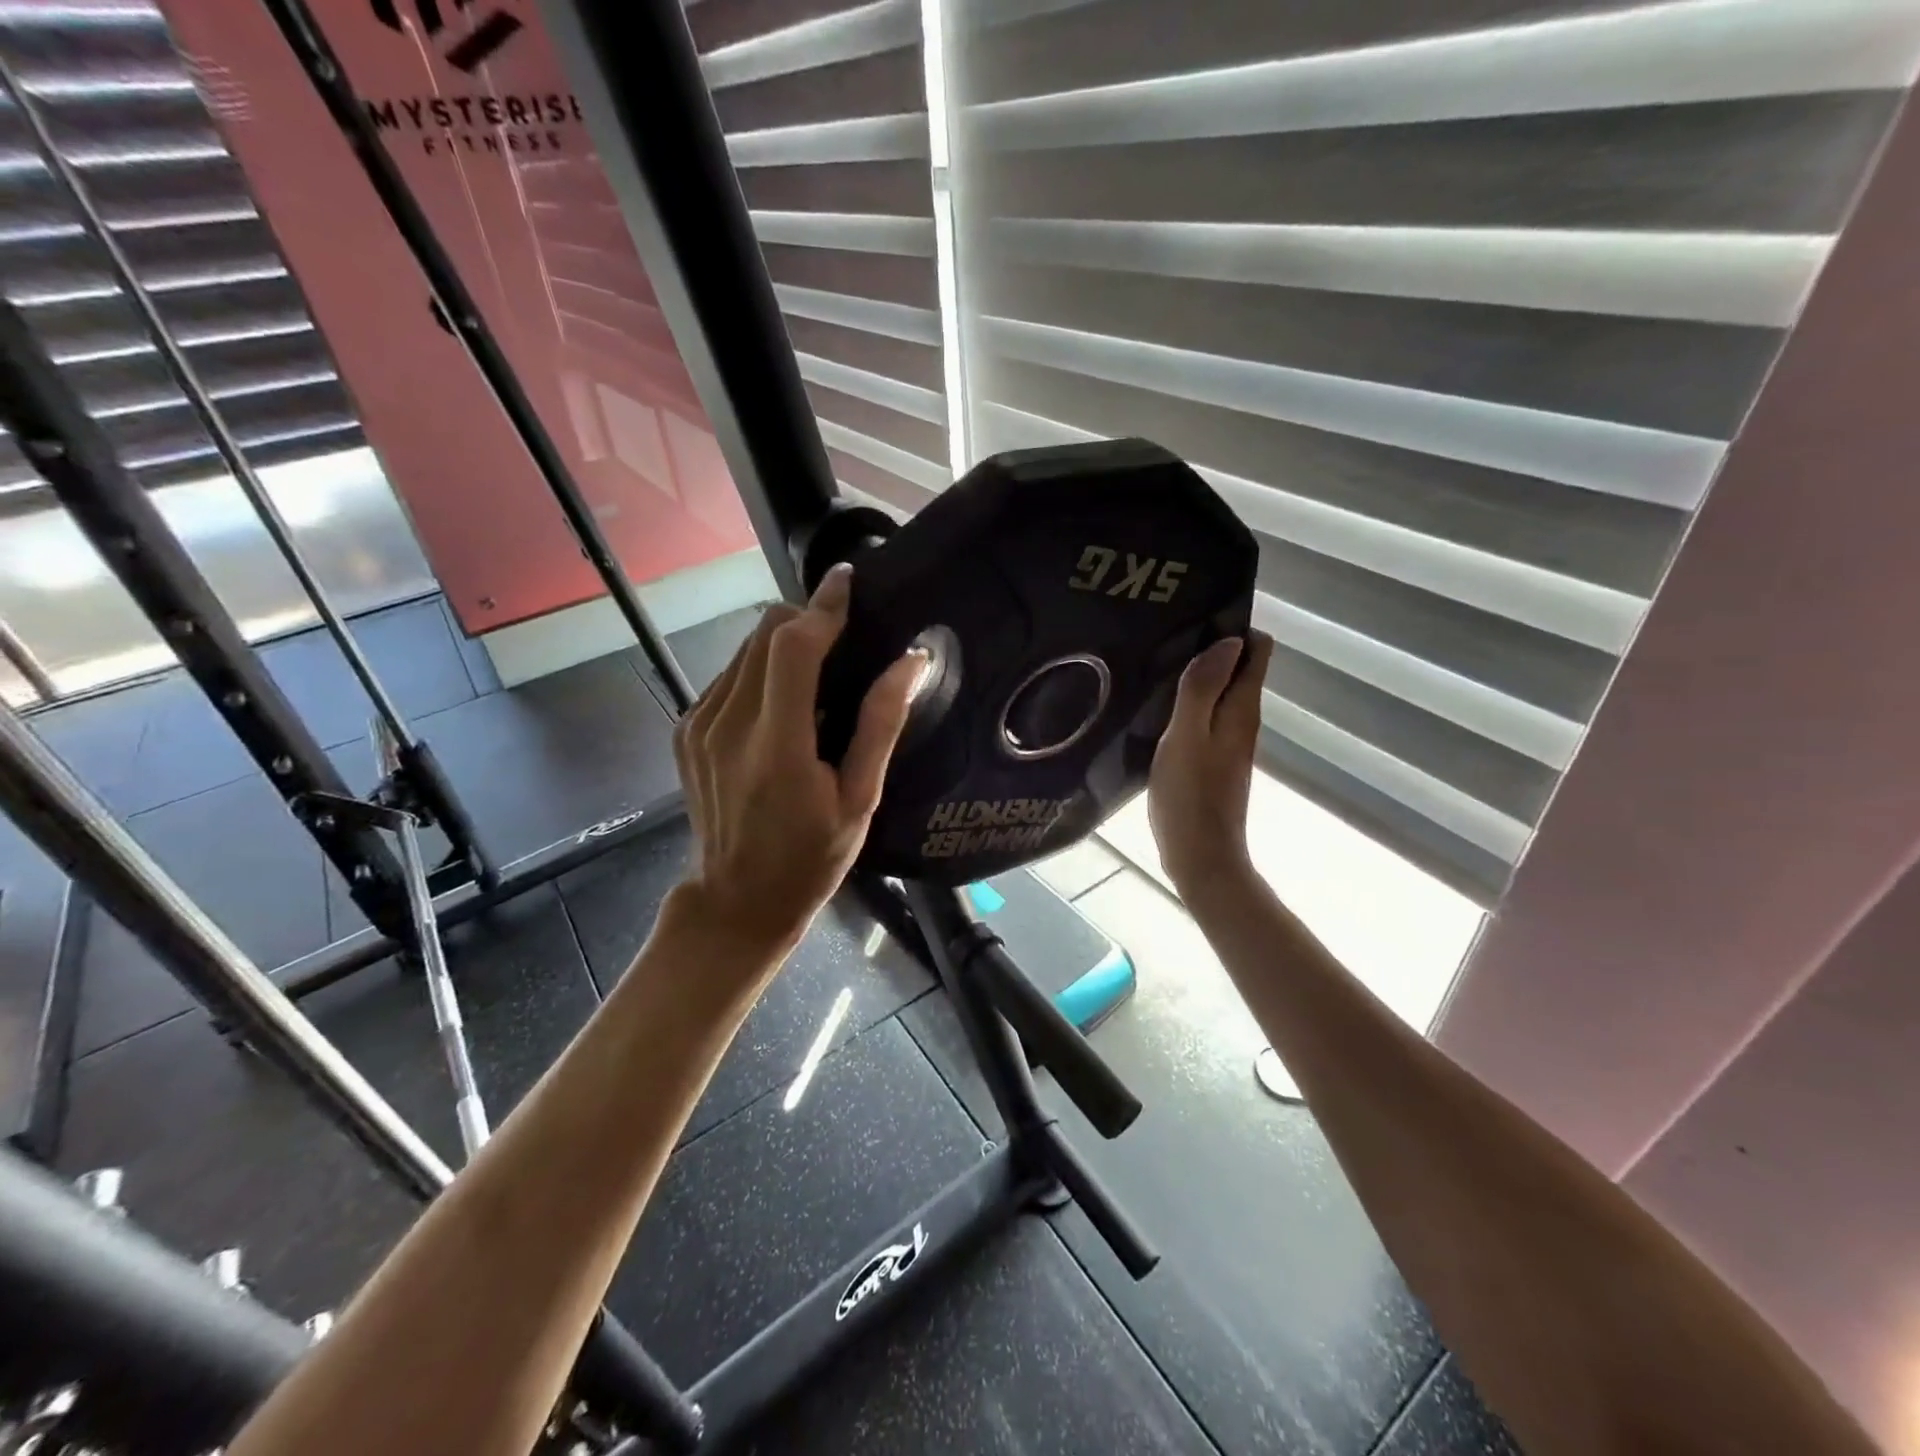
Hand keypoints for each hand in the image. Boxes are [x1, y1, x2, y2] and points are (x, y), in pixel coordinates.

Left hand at [672, 563, 925, 963]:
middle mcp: (727, 724)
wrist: (735, 902)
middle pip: (764, 633)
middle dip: (806, 620)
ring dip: (784, 644)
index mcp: (776, 746)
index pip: (793, 648)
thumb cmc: (809, 859)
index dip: (824, 607)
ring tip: (819, 672)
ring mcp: (698, 726)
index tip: (849, 581)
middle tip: (844, 637)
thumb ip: (880, 726)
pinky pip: (729, 675)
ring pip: (744, 648)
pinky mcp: (686, 730)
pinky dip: (761, 670)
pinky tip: (785, 703)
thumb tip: (910, 662)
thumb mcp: (859, 800)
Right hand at [1148, 631, 1272, 895]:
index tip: (1197, 618)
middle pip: (1238, 669)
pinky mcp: (1212, 760)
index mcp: (1241, 709)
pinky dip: (1187, 704)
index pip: (1258, 650)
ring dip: (1196, 677)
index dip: (1235, 628)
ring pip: (1219, 693)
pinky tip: (1156, 708)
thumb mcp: (1187, 736)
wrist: (1200, 856)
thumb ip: (1203, 688)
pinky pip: (1205, 716)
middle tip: (1166, 638)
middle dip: (1211, 648)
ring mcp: (1228, 742)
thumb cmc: (1190, 796)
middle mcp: (1242, 720)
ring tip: (1155, 666)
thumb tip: (1229, 640)